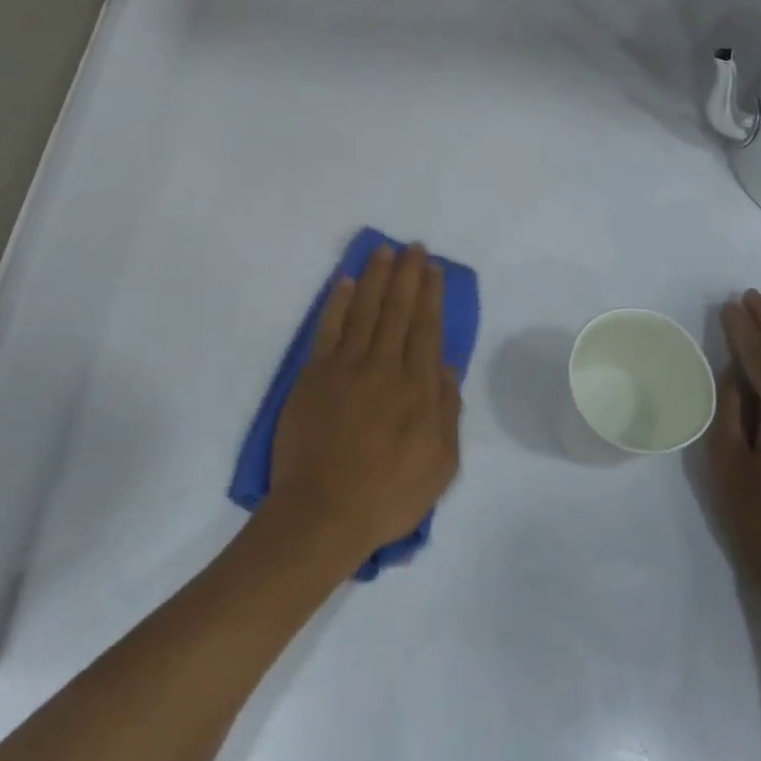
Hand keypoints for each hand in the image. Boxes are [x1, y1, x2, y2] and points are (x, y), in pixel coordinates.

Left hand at [265, 243, 460, 572]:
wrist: (323, 514)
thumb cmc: (388, 497)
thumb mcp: (441, 465)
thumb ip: (447, 411)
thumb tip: (446, 366)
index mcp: (417, 390)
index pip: (426, 329)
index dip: (430, 295)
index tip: (433, 269)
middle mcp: (383, 368)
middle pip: (397, 311)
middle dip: (406, 275)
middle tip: (412, 246)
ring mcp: (345, 369)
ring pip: (364, 311)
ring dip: (375, 278)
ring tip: (383, 252)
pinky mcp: (313, 376)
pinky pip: (328, 330)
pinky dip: (337, 303)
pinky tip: (345, 282)